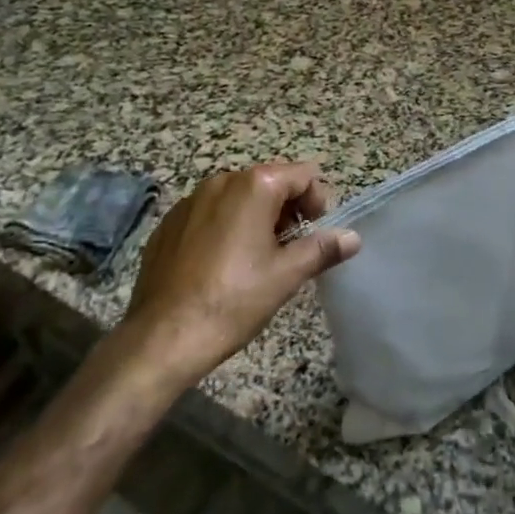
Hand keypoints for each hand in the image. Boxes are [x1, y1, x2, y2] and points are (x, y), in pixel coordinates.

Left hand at [121, 162, 360, 384]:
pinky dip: (225, 229)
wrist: (161, 338)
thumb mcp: (286, 276)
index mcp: (253, 186)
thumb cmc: (232, 301)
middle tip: (291, 250)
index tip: (316, 235)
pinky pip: (210, 214)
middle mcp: (221, 181)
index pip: (303, 175)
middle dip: (288, 211)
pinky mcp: (169, 223)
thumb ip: (322, 249)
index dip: (318, 202)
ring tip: (258, 261)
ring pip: (239, 198)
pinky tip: (222, 267)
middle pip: (270, 183)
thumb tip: (353, 237)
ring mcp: (190, 200)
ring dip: (257, 219)